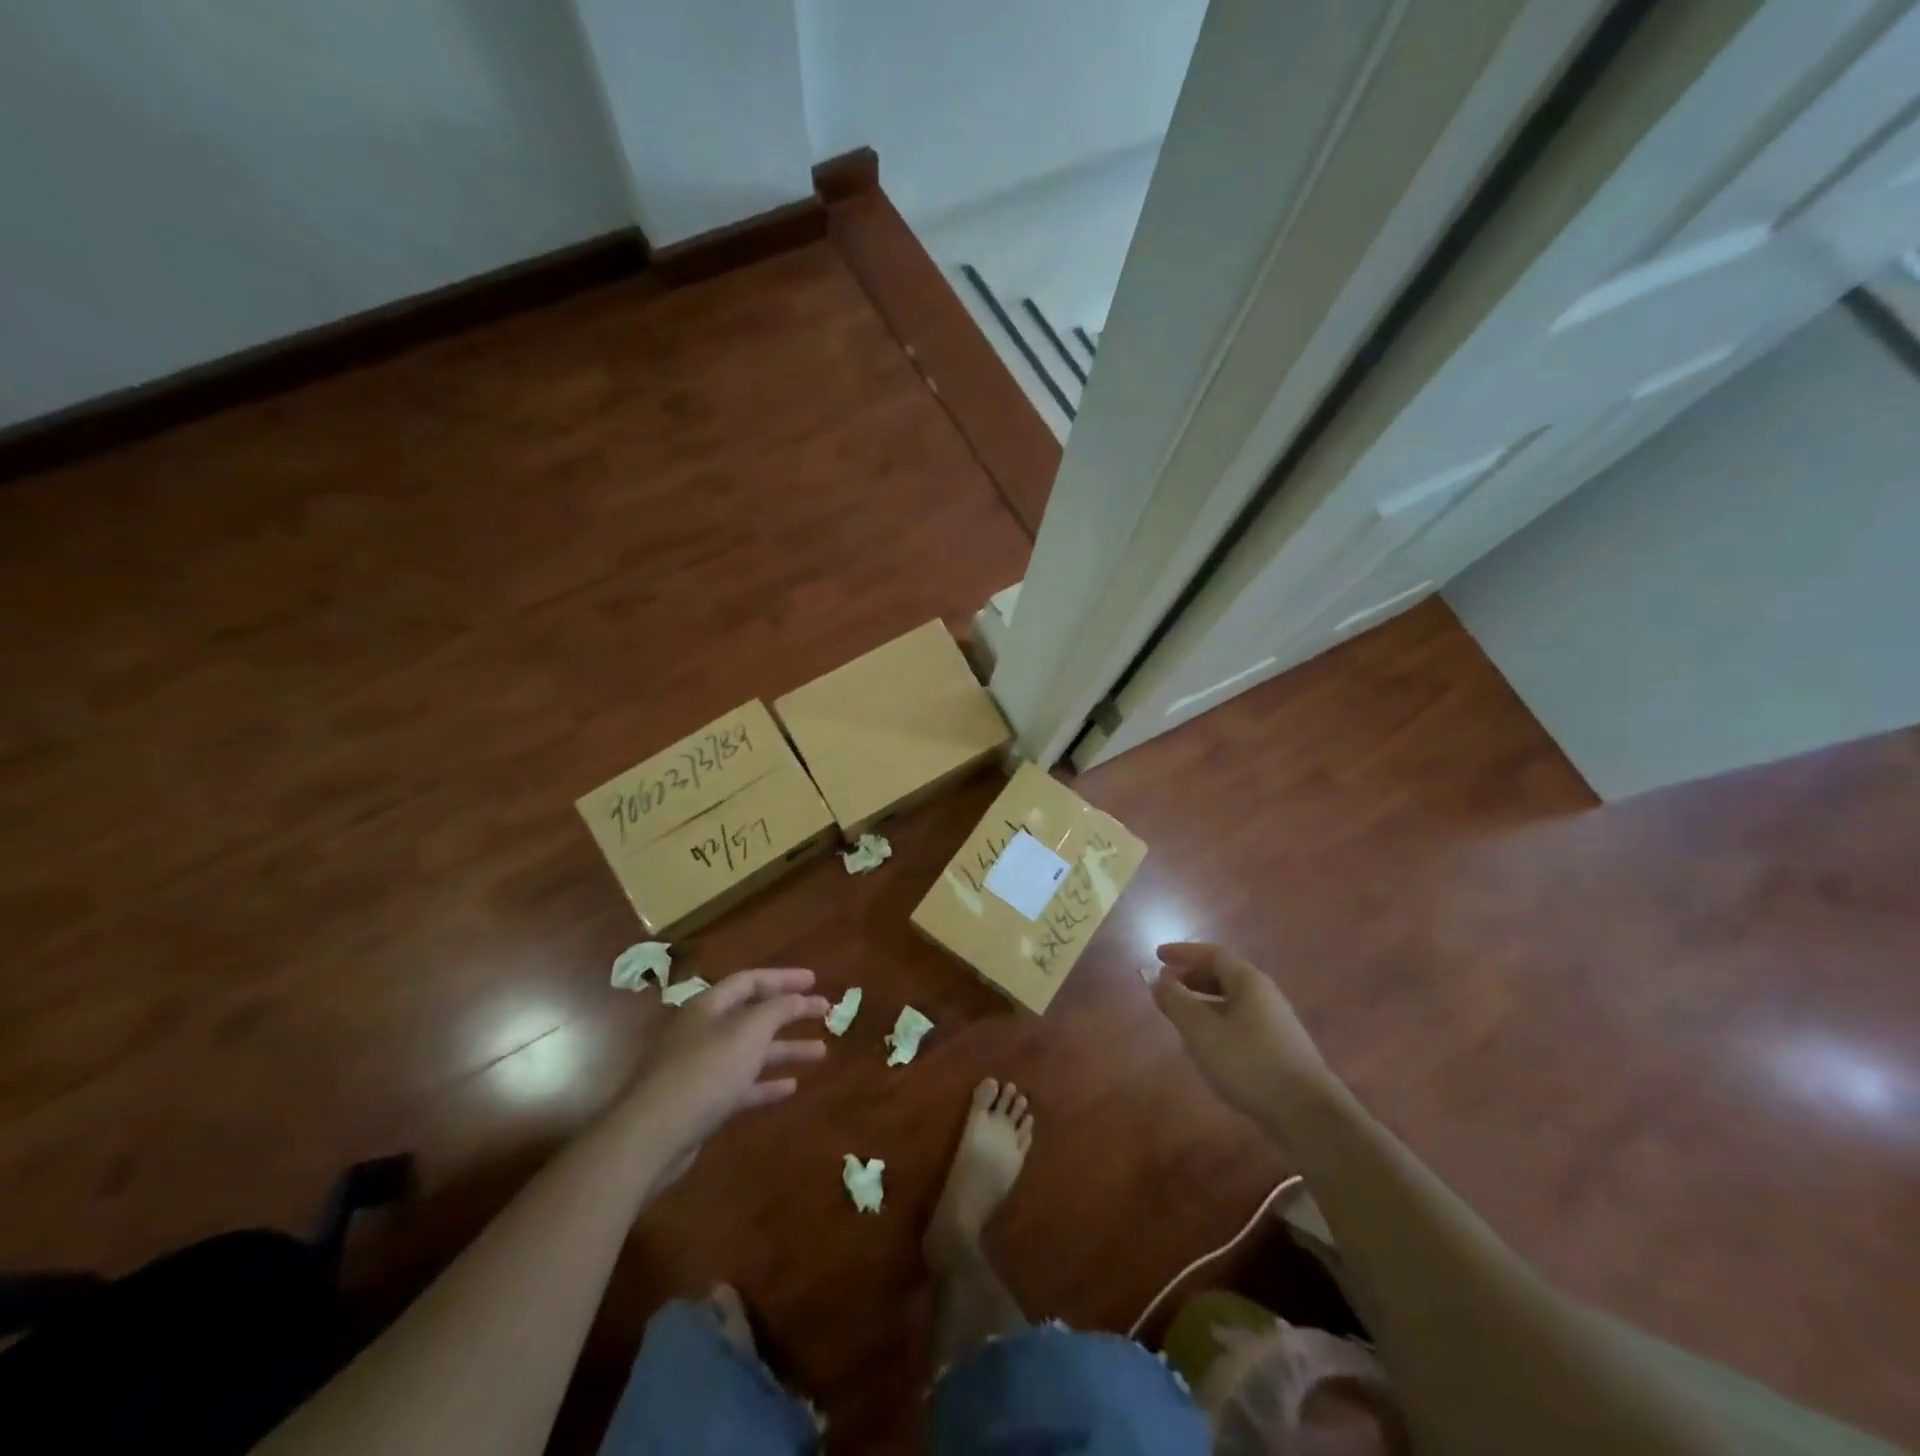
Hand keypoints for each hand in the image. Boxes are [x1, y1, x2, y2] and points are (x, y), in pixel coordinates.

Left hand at [629, 968, 829, 1152]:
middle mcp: (704, 1031)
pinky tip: (791, 1087)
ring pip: (751, 1051)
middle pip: (753, 1015)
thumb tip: (799, 998)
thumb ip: (778, 1009)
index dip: (784, 978)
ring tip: (821, 1052)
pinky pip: (741, 1085)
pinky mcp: (701, 1102)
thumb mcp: (749, 1031)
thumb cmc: (705, 1071)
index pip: (751, 981)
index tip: (814, 982)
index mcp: (709, 1005)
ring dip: (785, 1049)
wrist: (653, 1135)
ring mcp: (701, 1068)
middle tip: (824, 1012)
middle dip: (790, 1013)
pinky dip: (766, 1083)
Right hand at [1152, 943, 1329, 1123]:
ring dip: (1203, 1000)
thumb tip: (1159, 980)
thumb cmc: (1248, 1062)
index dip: (1184, 953)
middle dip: (1192, 976)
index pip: (1213, 954)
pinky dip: (1217, 1022)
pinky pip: (1240, 1022)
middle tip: (1166, 984)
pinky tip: (1206, 1044)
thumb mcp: (1201, 1031)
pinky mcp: (1279, 1049)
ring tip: (1180, 1014)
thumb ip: (1176, 1002)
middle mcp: (1265, 995)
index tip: (1158, 956)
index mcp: (1249, 982)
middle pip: (1224, 975)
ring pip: (1232, 1001)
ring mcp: (1275, 1023)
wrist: (1307, 1114)